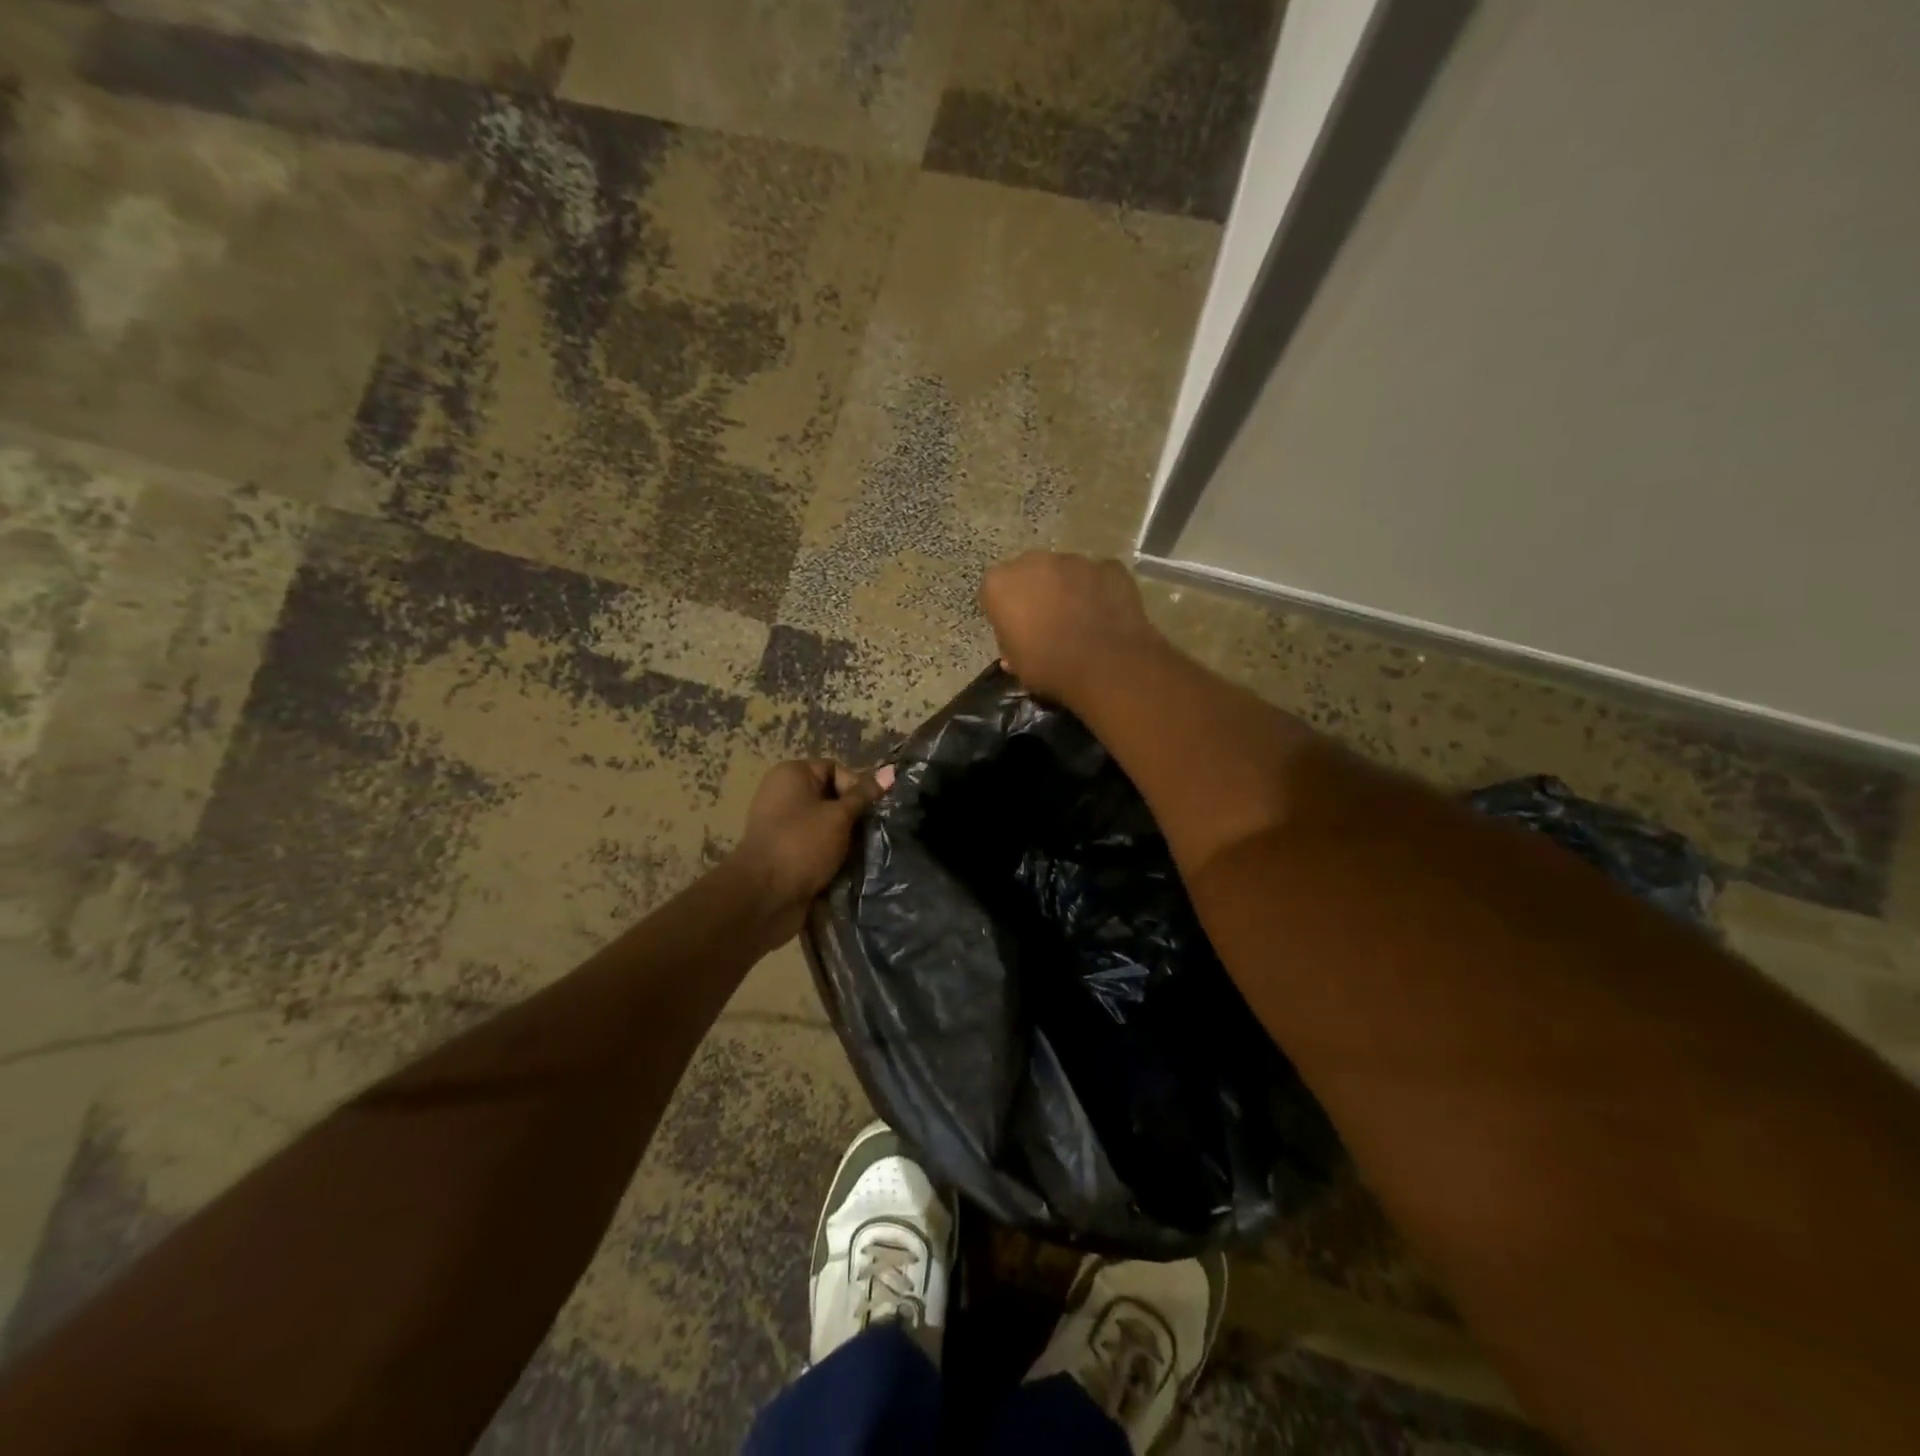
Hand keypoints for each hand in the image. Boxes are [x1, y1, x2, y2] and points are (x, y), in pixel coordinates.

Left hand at [729, 759, 889, 945]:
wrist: (764, 897)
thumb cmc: (802, 844)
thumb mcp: (839, 816)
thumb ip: (864, 795)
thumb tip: (890, 770)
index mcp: (791, 774)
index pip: (834, 769)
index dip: (856, 786)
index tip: (870, 810)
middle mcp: (783, 795)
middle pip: (830, 797)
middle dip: (853, 815)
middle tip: (872, 832)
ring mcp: (781, 826)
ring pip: (825, 825)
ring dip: (845, 838)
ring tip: (863, 851)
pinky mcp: (784, 853)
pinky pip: (815, 845)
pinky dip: (831, 854)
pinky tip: (848, 866)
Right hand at [979, 551, 1163, 704]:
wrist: (1106, 666)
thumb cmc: (1049, 667)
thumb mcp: (1018, 665)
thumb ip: (1011, 646)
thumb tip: (1015, 647)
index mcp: (1000, 584)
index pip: (994, 592)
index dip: (1004, 611)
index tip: (1015, 630)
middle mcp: (1034, 561)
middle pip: (1030, 573)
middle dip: (1036, 592)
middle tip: (1047, 621)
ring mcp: (1075, 560)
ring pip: (1065, 571)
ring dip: (1068, 588)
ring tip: (1081, 619)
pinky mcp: (1109, 566)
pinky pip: (1098, 577)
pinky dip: (1099, 590)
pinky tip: (1106, 615)